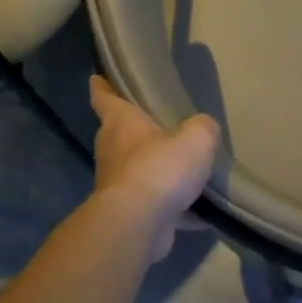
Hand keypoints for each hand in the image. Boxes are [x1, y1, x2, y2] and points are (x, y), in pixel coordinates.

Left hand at [89, 76, 220, 261]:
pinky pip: (156, 205)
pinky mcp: (130, 213)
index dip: (102, 87)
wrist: (138, 223)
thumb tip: (204, 127)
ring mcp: (119, 185)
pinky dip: (173, 208)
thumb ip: (203, 128)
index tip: (97, 79)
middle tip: (158, 125)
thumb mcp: (196, 140)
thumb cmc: (160, 170)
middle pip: (119, 134)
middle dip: (135, 131)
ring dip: (155, 170)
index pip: (104, 98)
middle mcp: (113, 151)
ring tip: (184, 170)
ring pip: (137, 171)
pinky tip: (199, 212)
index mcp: (121, 124)